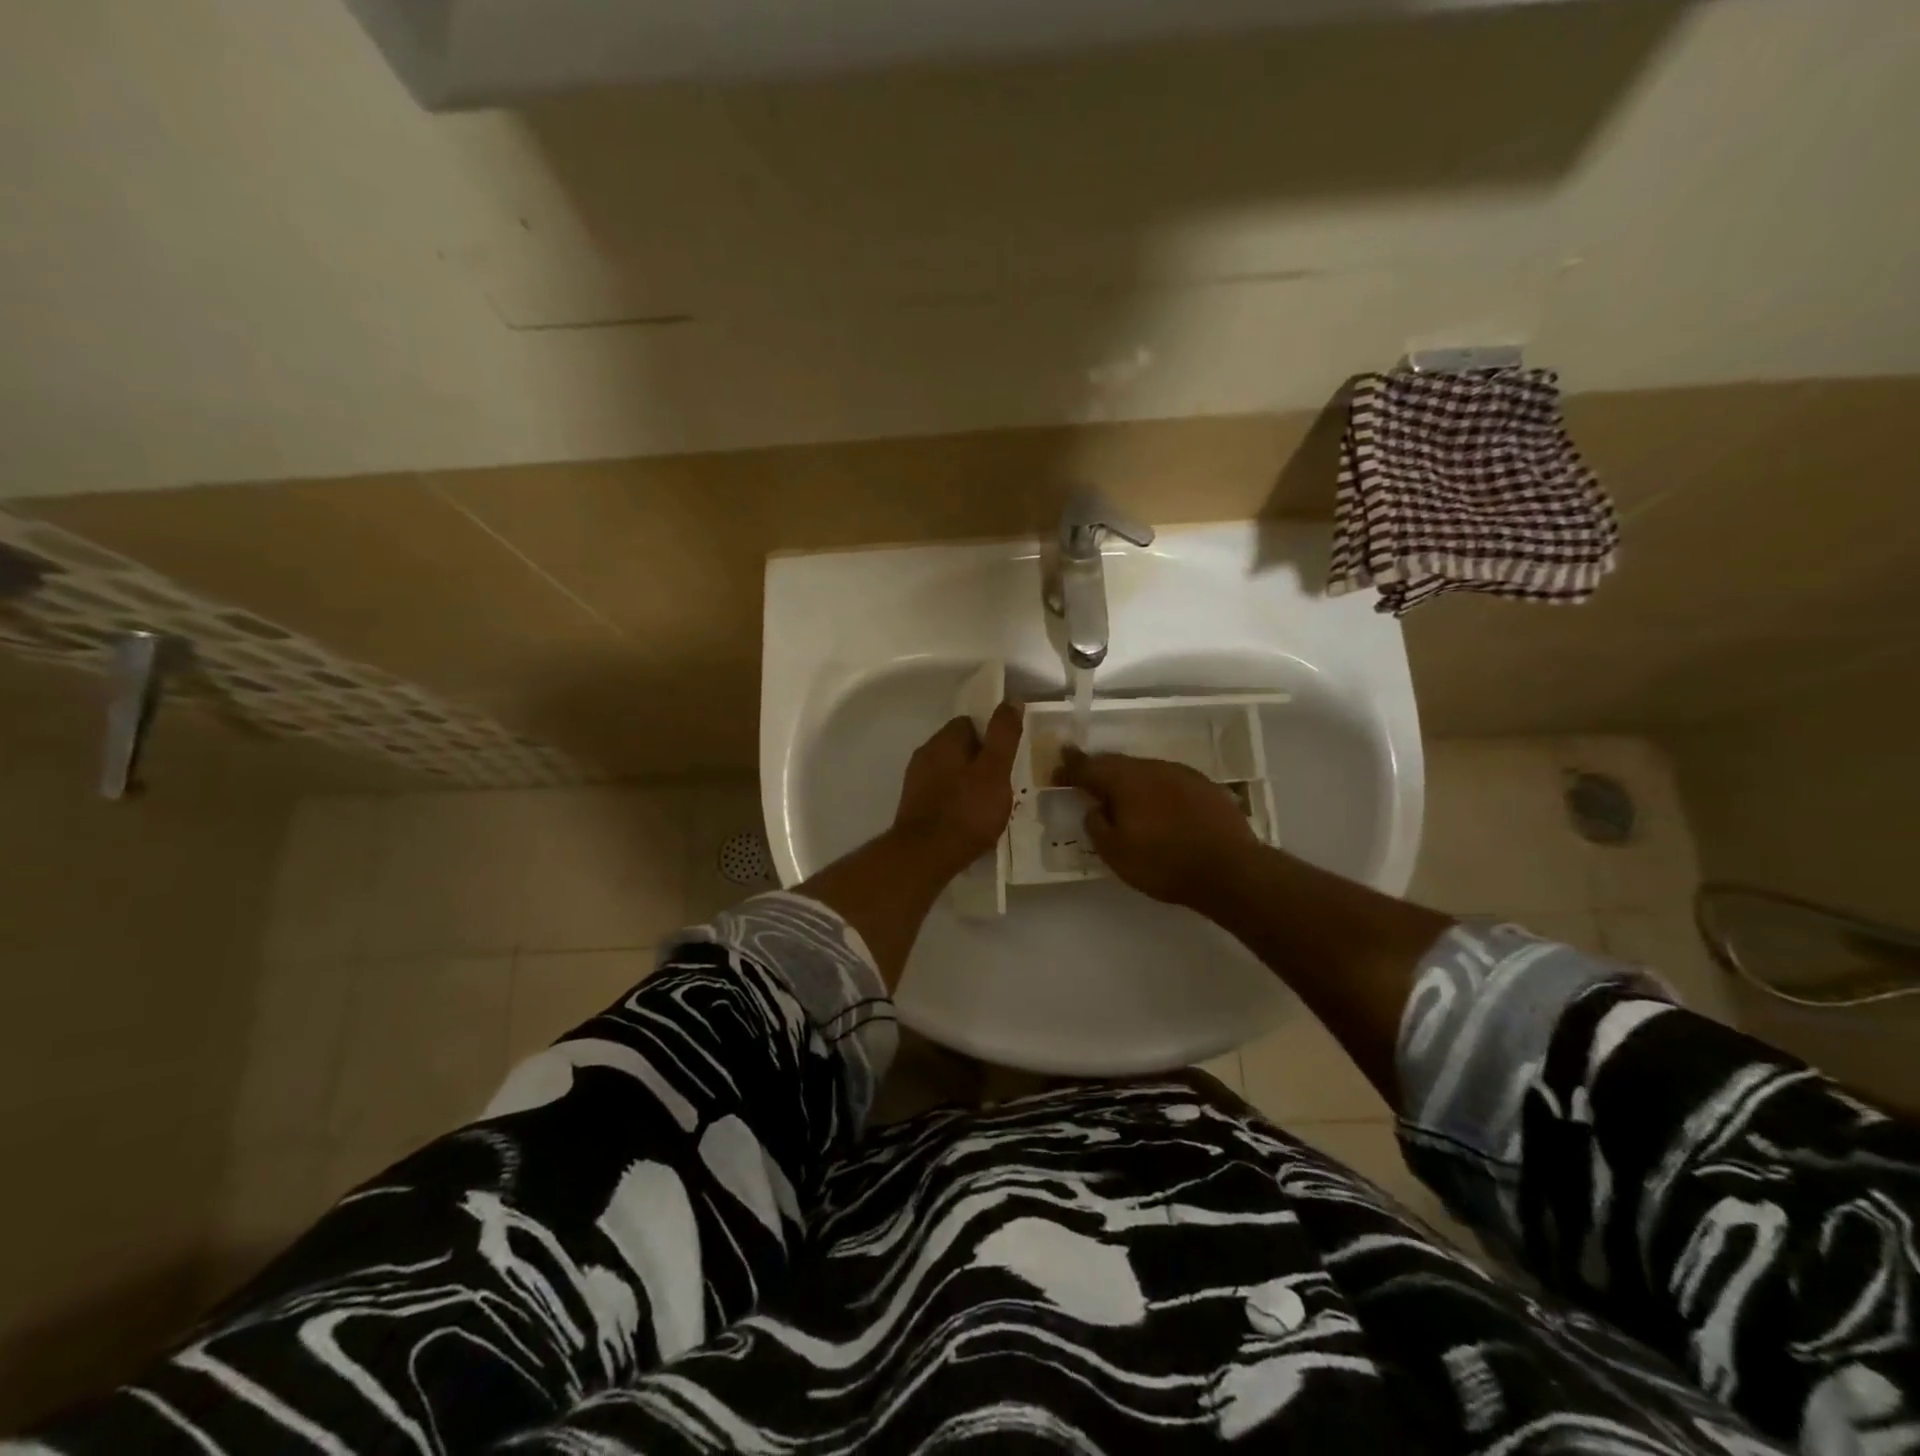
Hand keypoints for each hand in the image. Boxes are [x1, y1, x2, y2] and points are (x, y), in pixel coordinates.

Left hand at [892, 703, 1022, 874]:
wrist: (925, 856)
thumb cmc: (966, 811)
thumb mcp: (995, 770)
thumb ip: (1004, 735)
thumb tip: (1011, 700)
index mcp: (943, 741)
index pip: (969, 723)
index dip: (991, 735)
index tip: (1008, 755)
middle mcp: (925, 755)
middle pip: (959, 748)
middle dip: (980, 760)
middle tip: (1003, 782)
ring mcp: (916, 782)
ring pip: (949, 772)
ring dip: (968, 782)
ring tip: (990, 804)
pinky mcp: (914, 807)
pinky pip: (941, 794)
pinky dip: (956, 801)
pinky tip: (970, 819)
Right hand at [1054, 749, 1258, 909]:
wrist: (1230, 870)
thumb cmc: (1164, 863)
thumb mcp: (1116, 853)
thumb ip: (1097, 826)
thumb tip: (1094, 808)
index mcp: (1125, 780)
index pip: (1089, 767)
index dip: (1070, 768)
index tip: (1057, 770)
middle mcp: (1152, 768)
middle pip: (1117, 763)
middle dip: (1098, 769)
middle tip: (1083, 777)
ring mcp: (1182, 774)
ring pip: (1144, 770)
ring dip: (1128, 780)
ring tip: (1120, 796)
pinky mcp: (1204, 786)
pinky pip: (1168, 781)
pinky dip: (1154, 789)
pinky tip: (1156, 806)